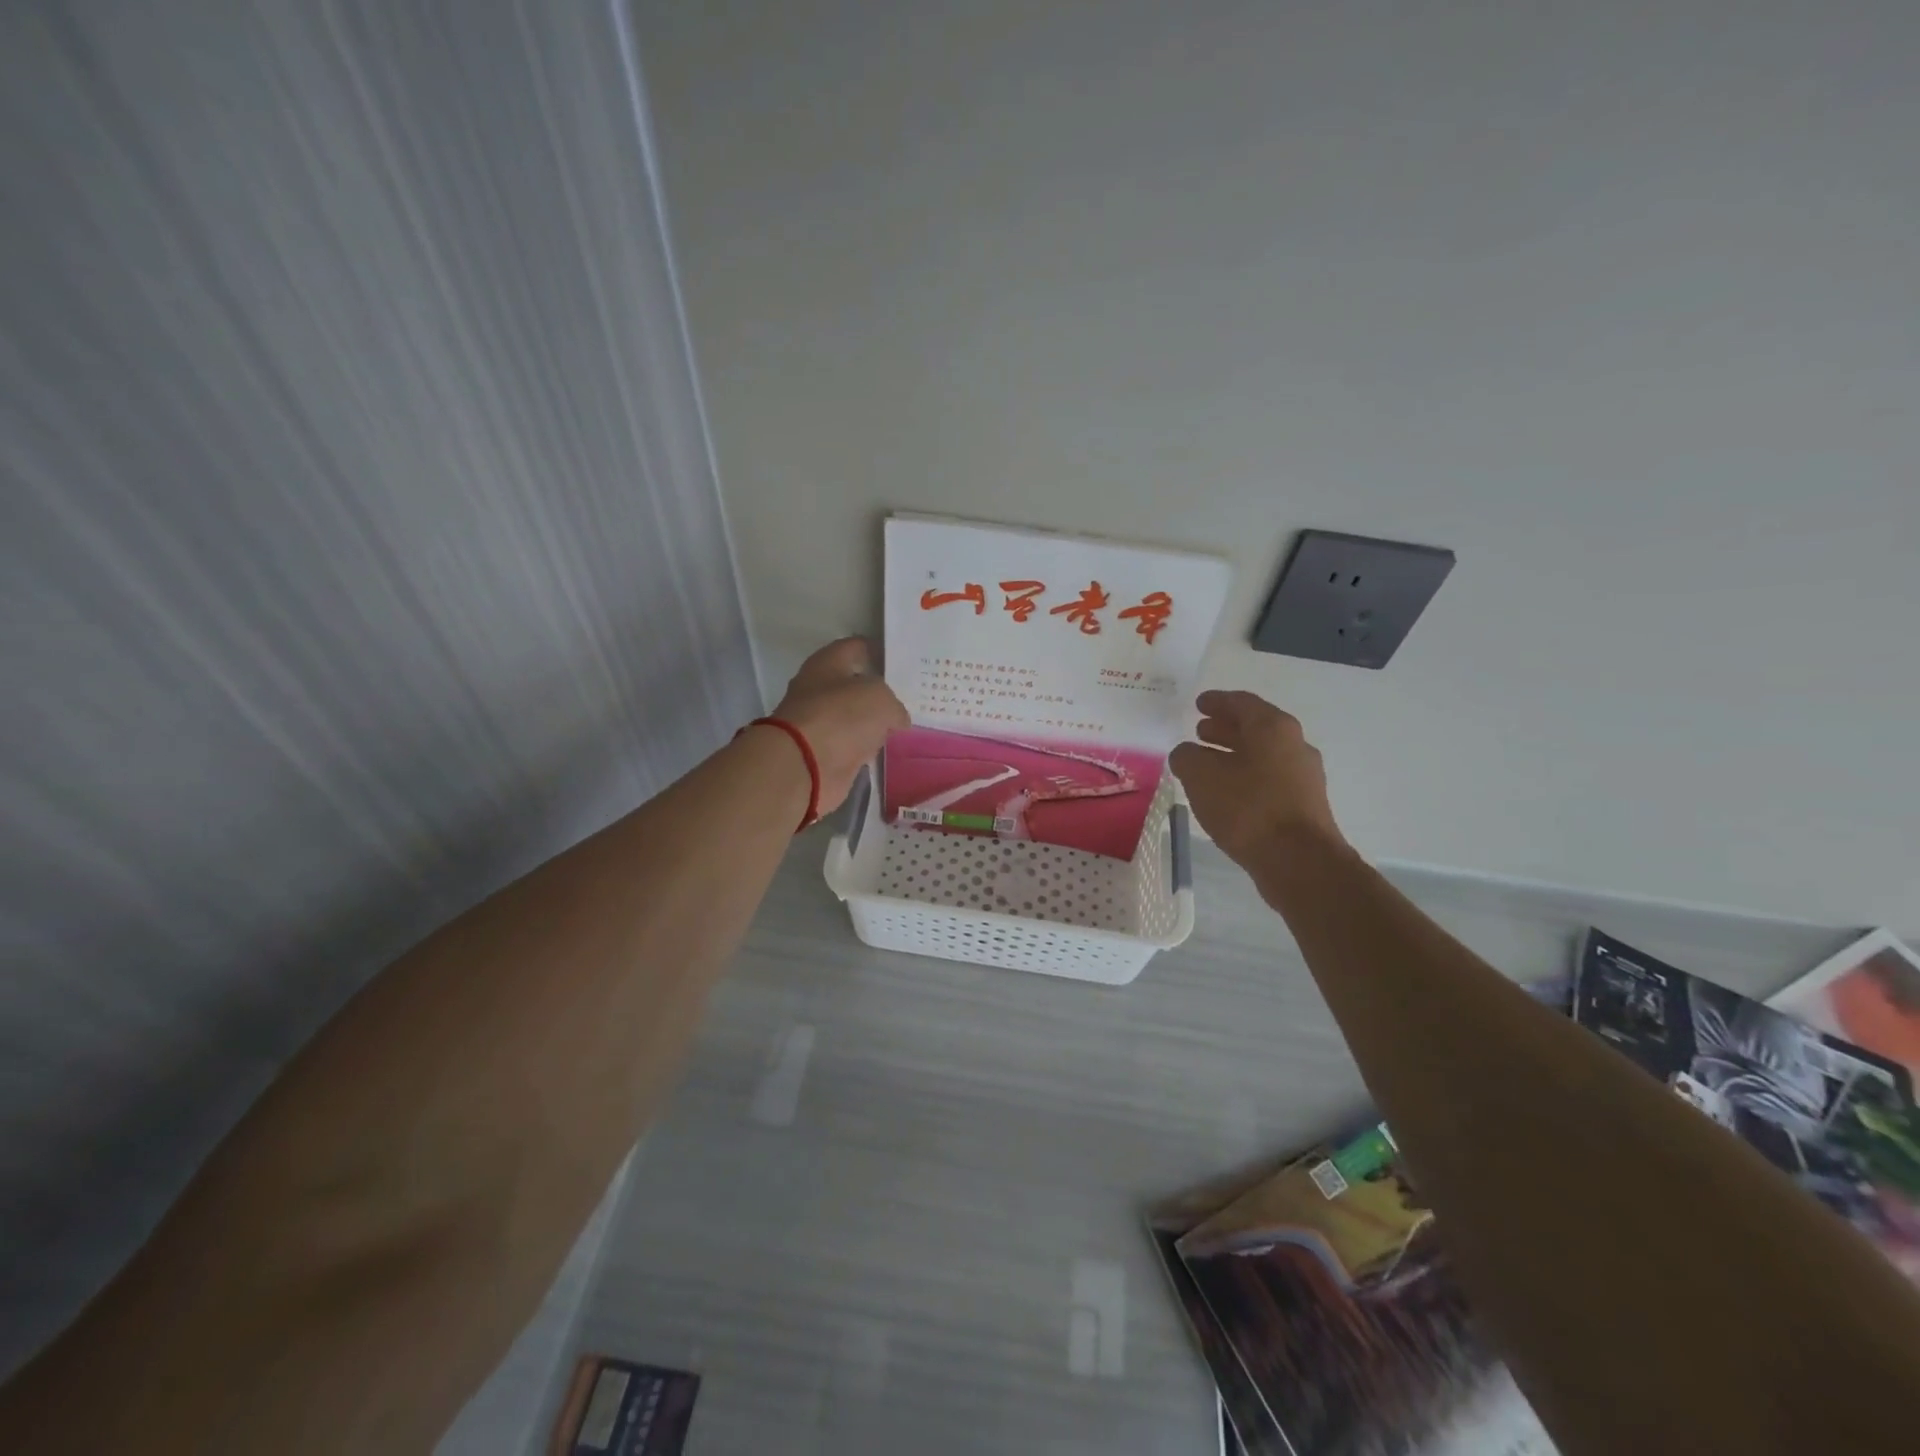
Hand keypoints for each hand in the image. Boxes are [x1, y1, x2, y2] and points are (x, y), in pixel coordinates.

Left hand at [769, 637, 908, 812]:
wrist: (804, 766)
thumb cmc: (841, 716)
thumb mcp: (881, 699)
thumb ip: (894, 704)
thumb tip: (897, 719)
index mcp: (827, 663)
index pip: (856, 647)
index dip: (878, 651)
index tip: (903, 660)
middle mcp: (819, 689)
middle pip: (854, 684)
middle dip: (879, 690)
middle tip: (910, 695)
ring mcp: (820, 723)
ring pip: (854, 717)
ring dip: (874, 722)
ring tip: (905, 723)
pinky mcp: (824, 753)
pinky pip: (852, 745)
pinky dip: (867, 747)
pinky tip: (888, 748)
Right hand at [1169, 690, 1344, 865]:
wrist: (1298, 861)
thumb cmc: (1248, 807)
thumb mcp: (1201, 776)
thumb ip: (1187, 757)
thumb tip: (1187, 754)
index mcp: (1273, 728)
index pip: (1241, 702)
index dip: (1217, 701)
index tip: (1198, 703)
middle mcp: (1294, 745)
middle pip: (1256, 728)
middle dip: (1226, 728)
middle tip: (1200, 730)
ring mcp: (1304, 776)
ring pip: (1263, 755)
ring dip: (1235, 754)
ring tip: (1208, 762)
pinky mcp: (1304, 804)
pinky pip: (1269, 779)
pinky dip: (1246, 776)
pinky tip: (1227, 792)